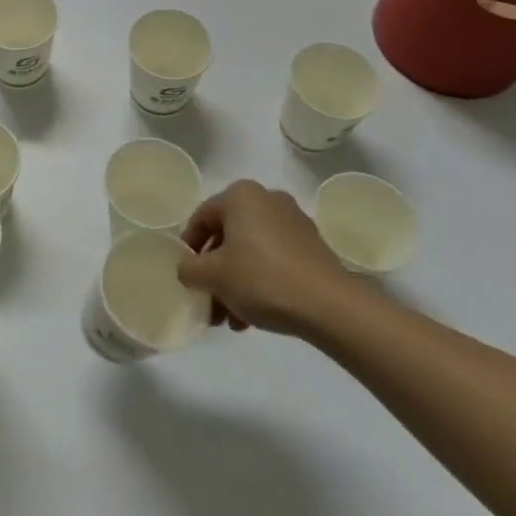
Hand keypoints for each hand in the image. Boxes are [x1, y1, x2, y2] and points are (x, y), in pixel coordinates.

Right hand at [178, 180, 366, 337]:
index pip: (201, 217)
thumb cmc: (262, 279)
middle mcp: (267, 199)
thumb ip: (189, 269)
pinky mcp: (312, 246)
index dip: (189, 248)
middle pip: (227, 236)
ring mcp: (293, 222)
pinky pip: (273, 259)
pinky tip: (254, 316)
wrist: (330, 306)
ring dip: (235, 283)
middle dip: (214, 272)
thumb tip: (187, 269)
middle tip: (208, 302)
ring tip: (231, 319)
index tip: (186, 276)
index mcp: (241, 195)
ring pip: (250, 251)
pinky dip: (259, 281)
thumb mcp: (213, 276)